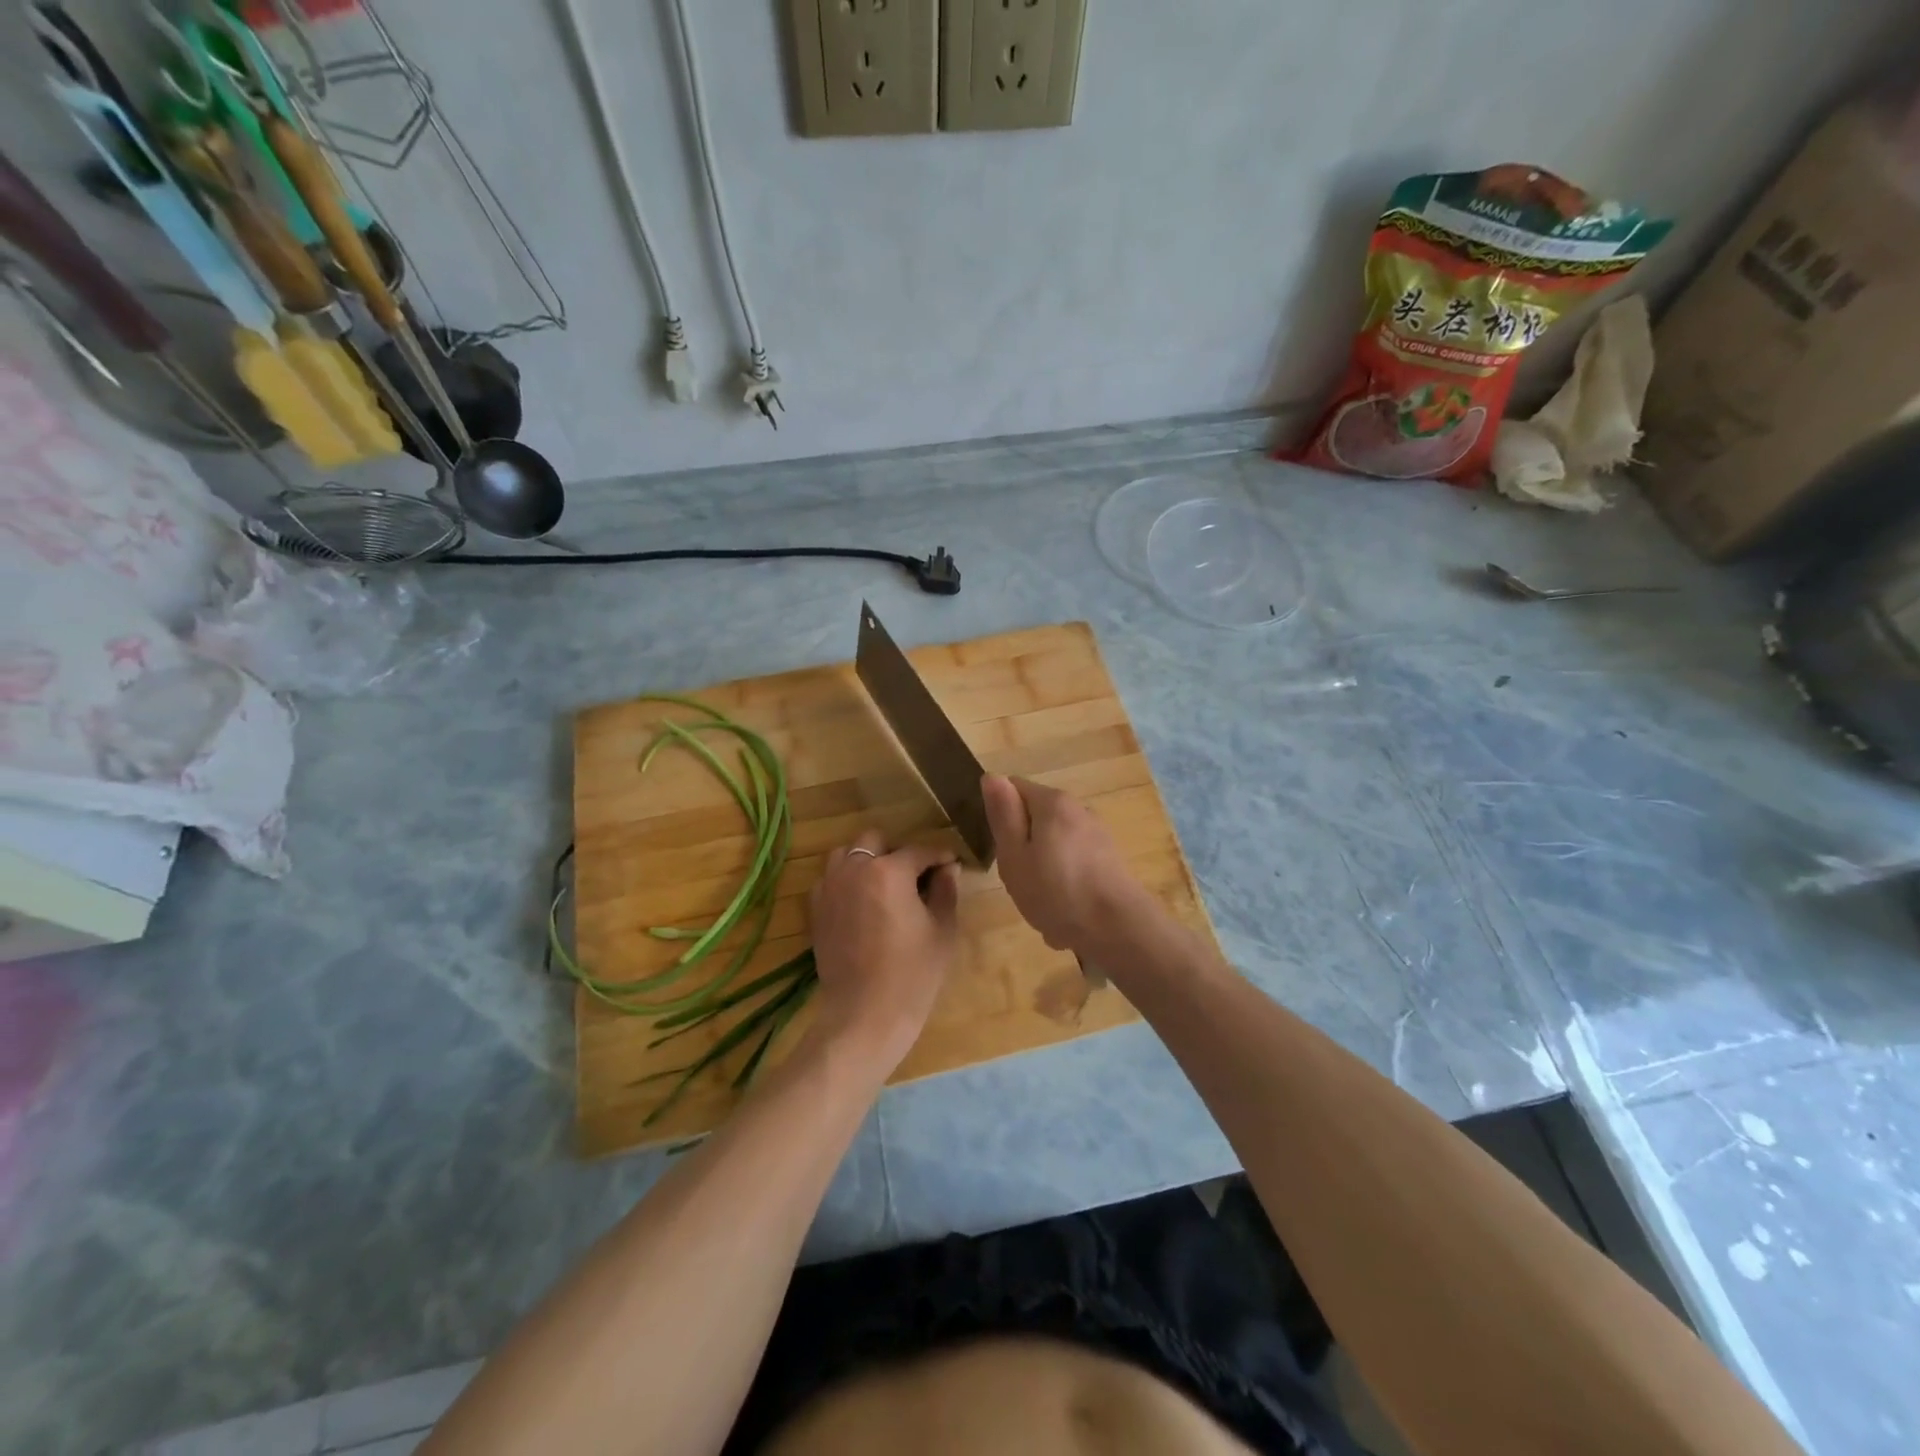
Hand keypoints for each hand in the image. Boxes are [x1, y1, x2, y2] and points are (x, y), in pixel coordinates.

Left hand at [807, 831, 959, 1075]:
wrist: (864, 1015)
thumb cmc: (913, 974)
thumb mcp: (942, 930)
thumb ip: (945, 890)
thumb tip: (948, 868)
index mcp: (889, 871)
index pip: (919, 851)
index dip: (939, 856)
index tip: (951, 864)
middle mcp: (854, 869)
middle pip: (875, 840)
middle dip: (897, 852)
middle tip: (914, 877)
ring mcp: (830, 888)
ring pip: (846, 854)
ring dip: (866, 861)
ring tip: (884, 886)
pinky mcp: (816, 909)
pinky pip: (830, 879)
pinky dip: (845, 881)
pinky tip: (861, 903)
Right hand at [982, 774, 1140, 954]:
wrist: (1118, 929)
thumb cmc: (1056, 891)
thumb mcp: (1014, 855)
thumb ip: (1003, 815)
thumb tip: (992, 776)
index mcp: (1053, 802)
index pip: (1014, 788)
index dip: (1000, 815)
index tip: (999, 847)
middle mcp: (1078, 809)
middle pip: (1036, 817)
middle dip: (1023, 845)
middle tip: (1018, 878)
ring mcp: (1097, 834)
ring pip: (1054, 844)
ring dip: (1043, 868)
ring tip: (1041, 901)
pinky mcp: (1109, 859)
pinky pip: (1073, 864)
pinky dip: (1064, 882)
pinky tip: (1065, 910)